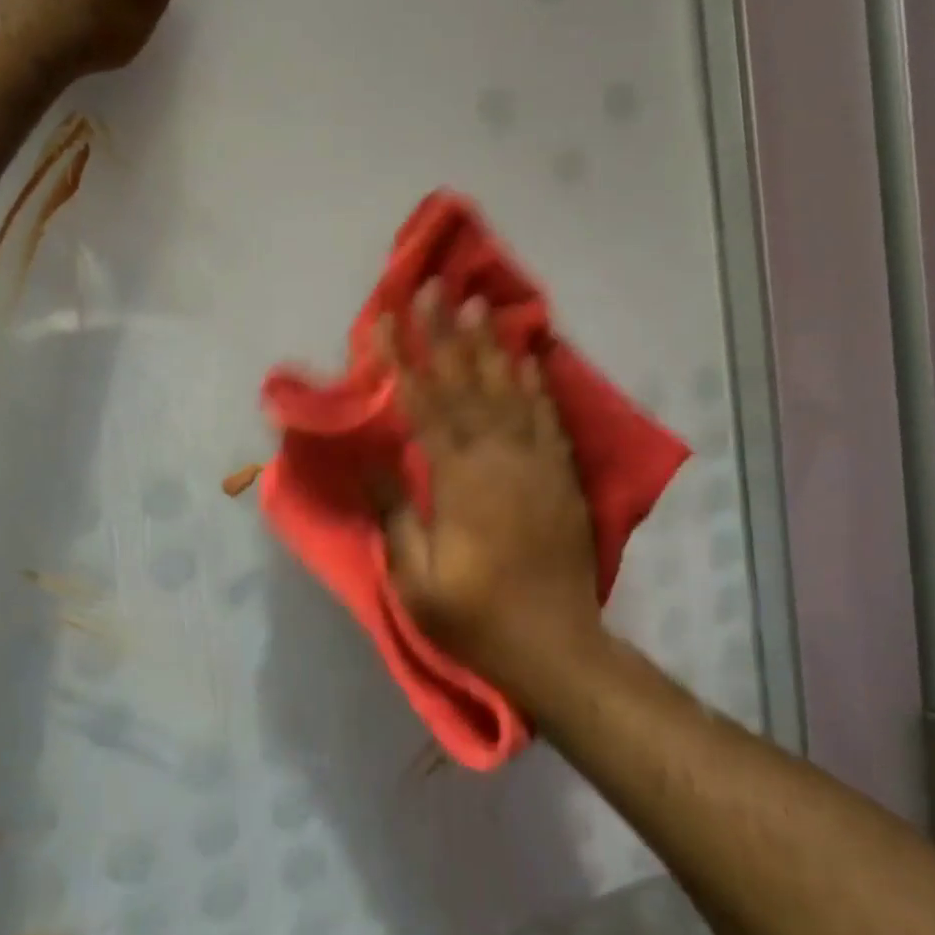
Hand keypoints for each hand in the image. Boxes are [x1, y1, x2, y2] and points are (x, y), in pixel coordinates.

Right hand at [374, 286, 607, 690]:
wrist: (556, 646)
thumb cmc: (476, 617)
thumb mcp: (416, 580)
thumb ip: (395, 513)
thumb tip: (374, 458)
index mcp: (457, 483)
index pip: (423, 407)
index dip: (402, 360)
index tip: (386, 320)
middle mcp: (498, 460)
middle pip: (466, 385)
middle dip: (445, 333)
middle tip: (433, 287)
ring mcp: (535, 465)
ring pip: (509, 391)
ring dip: (490, 345)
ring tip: (478, 303)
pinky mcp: (561, 477)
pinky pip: (546, 418)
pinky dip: (535, 383)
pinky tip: (526, 356)